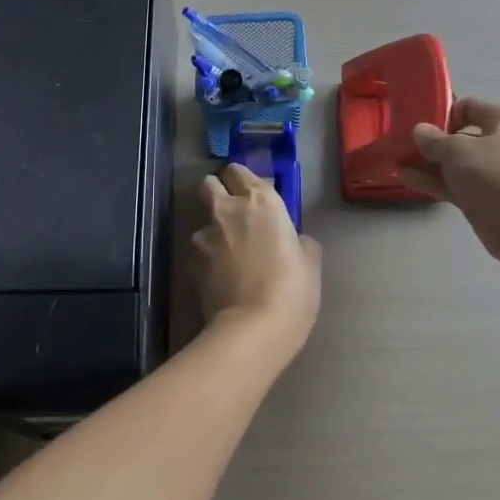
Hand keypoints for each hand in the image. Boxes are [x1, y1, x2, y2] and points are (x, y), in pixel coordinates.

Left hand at [193, 164, 321, 351]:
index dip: (240, 180)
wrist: (254, 328)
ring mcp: (204, 236)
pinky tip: (220, 280)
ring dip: (212, 233)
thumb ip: (298, 241)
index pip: (238, 170)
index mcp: (261, 201)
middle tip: (231, 213)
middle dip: (216, 192)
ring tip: (227, 259)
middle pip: (208, 184)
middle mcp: (228, 209)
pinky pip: (197, 254)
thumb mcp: (309, 262)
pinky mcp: (190, 263)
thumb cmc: (292, 290)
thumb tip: (293, 240)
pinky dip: (206, 262)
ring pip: (201, 222)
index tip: (249, 194)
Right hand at [399, 97, 499, 266]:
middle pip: (460, 137)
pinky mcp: (483, 198)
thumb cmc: (492, 173)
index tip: (420, 125)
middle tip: (403, 145)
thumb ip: (433, 139)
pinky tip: (406, 178)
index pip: (469, 107)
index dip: (443, 113)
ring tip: (397, 162)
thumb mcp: (456, 149)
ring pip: (455, 164)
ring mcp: (492, 174)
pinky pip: (454, 184)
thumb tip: (420, 131)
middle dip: (431, 142)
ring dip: (428, 163)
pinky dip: (433, 181)